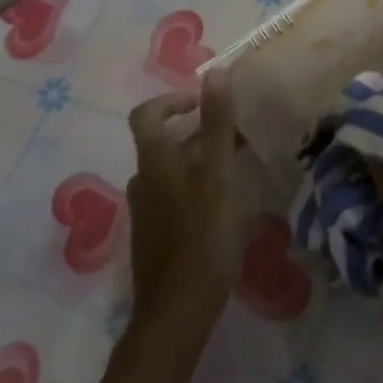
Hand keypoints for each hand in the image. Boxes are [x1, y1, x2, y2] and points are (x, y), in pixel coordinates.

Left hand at [126, 70, 241, 335]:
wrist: (177, 311)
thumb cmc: (202, 236)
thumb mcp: (217, 174)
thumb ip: (217, 124)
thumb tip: (214, 71)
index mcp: (154, 162)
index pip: (146, 114)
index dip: (172, 100)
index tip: (204, 102)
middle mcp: (144, 181)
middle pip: (164, 142)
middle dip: (200, 131)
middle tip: (237, 133)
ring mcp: (148, 212)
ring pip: (173, 170)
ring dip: (201, 159)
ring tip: (238, 165)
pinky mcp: (158, 236)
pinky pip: (176, 196)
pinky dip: (198, 185)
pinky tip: (226, 202)